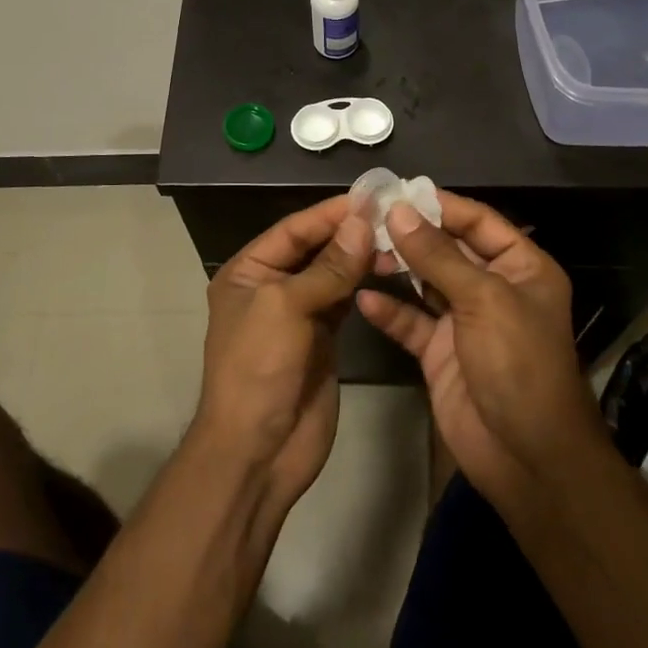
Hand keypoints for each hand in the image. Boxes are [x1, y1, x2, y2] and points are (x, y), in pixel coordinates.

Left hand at [196, 196, 373, 516]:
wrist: (258, 451)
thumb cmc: (259, 368)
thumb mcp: (287, 308)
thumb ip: (328, 267)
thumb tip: (363, 222)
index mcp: (248, 271)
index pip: (294, 230)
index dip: (330, 213)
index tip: (371, 196)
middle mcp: (272, 286)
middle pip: (315, 248)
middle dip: (350, 232)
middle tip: (394, 215)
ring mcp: (299, 313)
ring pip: (334, 273)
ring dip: (361, 257)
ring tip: (398, 239)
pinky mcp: (323, 338)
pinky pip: (346, 300)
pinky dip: (364, 283)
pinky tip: (388, 268)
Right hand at [356, 192, 602, 507]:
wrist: (527, 458)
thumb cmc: (519, 364)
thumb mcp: (483, 300)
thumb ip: (437, 255)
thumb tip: (397, 211)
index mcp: (521, 267)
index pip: (478, 221)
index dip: (440, 205)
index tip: (396, 191)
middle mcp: (493, 287)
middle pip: (447, 248)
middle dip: (410, 234)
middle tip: (366, 218)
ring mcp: (465, 321)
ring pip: (425, 282)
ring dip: (395, 267)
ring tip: (359, 250)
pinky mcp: (440, 352)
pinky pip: (411, 322)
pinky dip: (389, 310)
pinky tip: (363, 298)